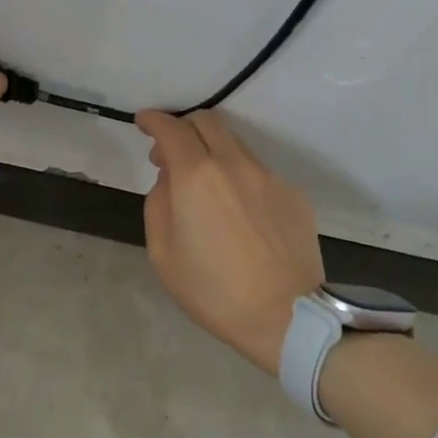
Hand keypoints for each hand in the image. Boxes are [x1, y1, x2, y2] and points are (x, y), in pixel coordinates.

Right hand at [136, 109, 324, 373]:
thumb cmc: (213, 291)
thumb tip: (170, 178)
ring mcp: (270, 177)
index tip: (143, 122)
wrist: (286, 317)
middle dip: (183, 127)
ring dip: (212, 152)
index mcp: (197, 177)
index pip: (172, 129)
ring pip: (235, 145)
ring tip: (204, 187)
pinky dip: (239, 178)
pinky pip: (258, 172)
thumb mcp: (163, 253)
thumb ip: (159, 203)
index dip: (153, 120)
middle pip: (207, 121)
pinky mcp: (294, 195)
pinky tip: (238, 213)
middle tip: (170, 155)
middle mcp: (236, 165)